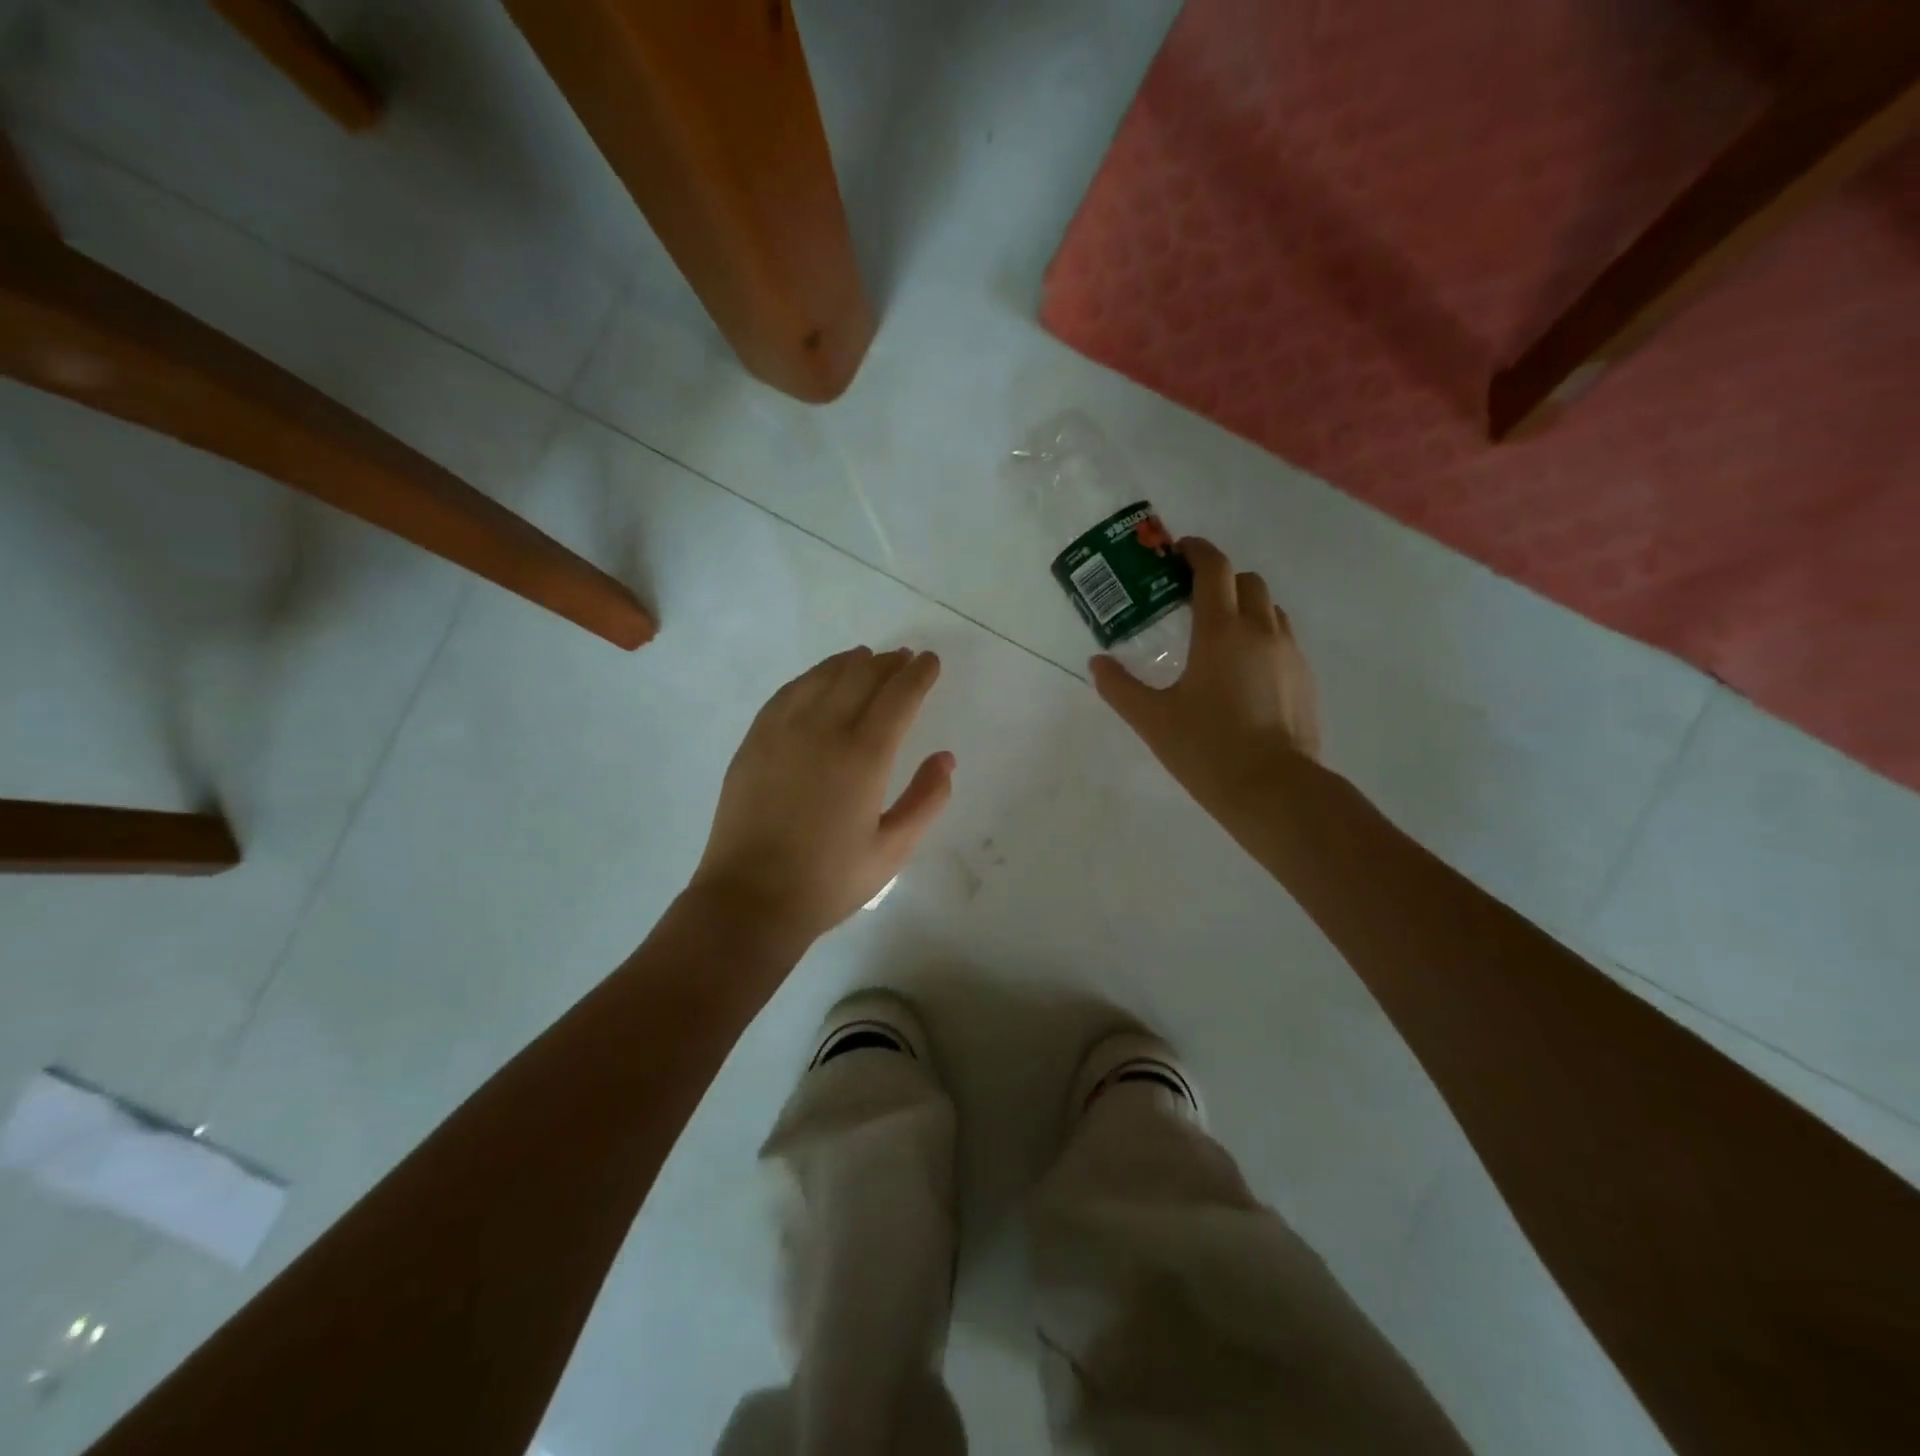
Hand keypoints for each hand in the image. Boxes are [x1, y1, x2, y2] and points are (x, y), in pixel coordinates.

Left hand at [690, 647, 954, 942]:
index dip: (918, 674)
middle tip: (903, 658)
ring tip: (866, 658)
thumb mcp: (893, 850)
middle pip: (861, 677)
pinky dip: (811, 677)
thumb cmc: (829, 881)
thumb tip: (945, 759)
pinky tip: (819, 679)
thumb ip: (926, 801)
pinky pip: (788, 692)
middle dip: (887, 663)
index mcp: (864, 757)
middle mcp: (824, 730)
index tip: (930, 661)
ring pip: (822, 677)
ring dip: (850, 663)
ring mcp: (783, 731)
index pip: (899, 697)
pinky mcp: (755, 740)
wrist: (750, 899)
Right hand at [1090, 538, 1320, 816]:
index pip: (1213, 568)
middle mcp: (1261, 630)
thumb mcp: (1152, 719)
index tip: (1178, 551)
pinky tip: (1244, 673)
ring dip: (1245, 607)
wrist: (1274, 789)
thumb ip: (1119, 687)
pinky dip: (1262, 638)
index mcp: (1221, 630)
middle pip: (1247, 581)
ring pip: (1270, 609)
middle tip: (1193, 599)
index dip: (1196, 551)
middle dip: (1221, 579)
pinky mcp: (1306, 679)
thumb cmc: (1206, 749)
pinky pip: (1283, 640)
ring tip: (1220, 636)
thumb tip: (1097, 664)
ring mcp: (1290, 654)